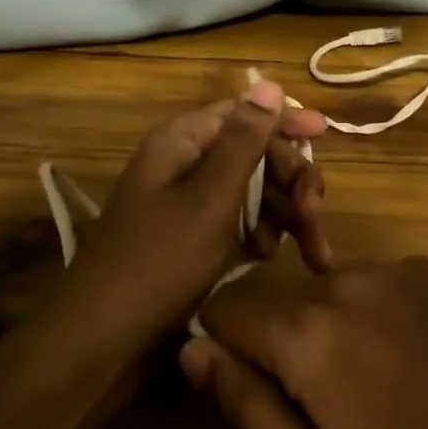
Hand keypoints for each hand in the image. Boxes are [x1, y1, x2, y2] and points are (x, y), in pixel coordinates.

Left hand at [63, 81, 329, 336]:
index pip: (243, 112)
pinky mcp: (195, 239)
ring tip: (308, 252)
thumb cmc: (157, 263)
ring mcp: (190, 204)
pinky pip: (240, 222)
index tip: (326, 133)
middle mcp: (186, 165)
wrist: (102, 343)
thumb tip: (270, 85)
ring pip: (254, 191)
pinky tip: (267, 259)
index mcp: (183, 143)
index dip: (284, 120)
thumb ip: (244, 143)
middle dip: (292, 181)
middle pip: (255, 153)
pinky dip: (260, 236)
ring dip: (285, 214)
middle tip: (314, 216)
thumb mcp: (209, 199)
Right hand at [182, 254, 427, 428]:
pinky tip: (412, 366)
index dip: (222, 345)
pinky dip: (373, 317)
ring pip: (327, 291)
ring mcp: (397, 269)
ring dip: (329, 330)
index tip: (246, 386)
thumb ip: (248, 410)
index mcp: (311, 334)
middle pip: (279, 299)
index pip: (225, 305)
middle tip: (321, 409)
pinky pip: (375, 286)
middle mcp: (348, 281)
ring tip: (374, 393)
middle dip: (280, 344)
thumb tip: (194, 351)